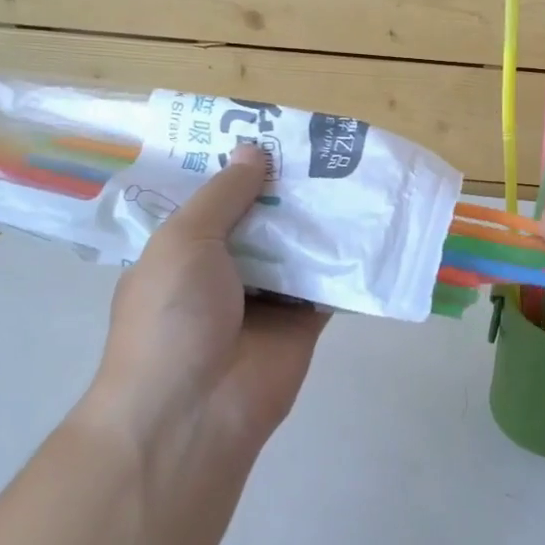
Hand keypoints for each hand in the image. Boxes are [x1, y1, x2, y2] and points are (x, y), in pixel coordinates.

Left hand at [83, 144, 327, 476]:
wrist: (195, 410)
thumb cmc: (172, 316)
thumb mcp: (184, 241)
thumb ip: (224, 195)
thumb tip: (254, 151)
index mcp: (183, 250)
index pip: (213, 199)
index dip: (240, 167)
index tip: (273, 133)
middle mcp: (224, 269)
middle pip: (262, 219)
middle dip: (288, 188)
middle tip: (326, 147)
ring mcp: (265, 297)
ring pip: (298, 247)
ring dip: (320, 219)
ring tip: (356, 172)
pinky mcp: (303, 321)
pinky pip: (328, 282)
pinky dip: (347, 259)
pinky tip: (372, 222)